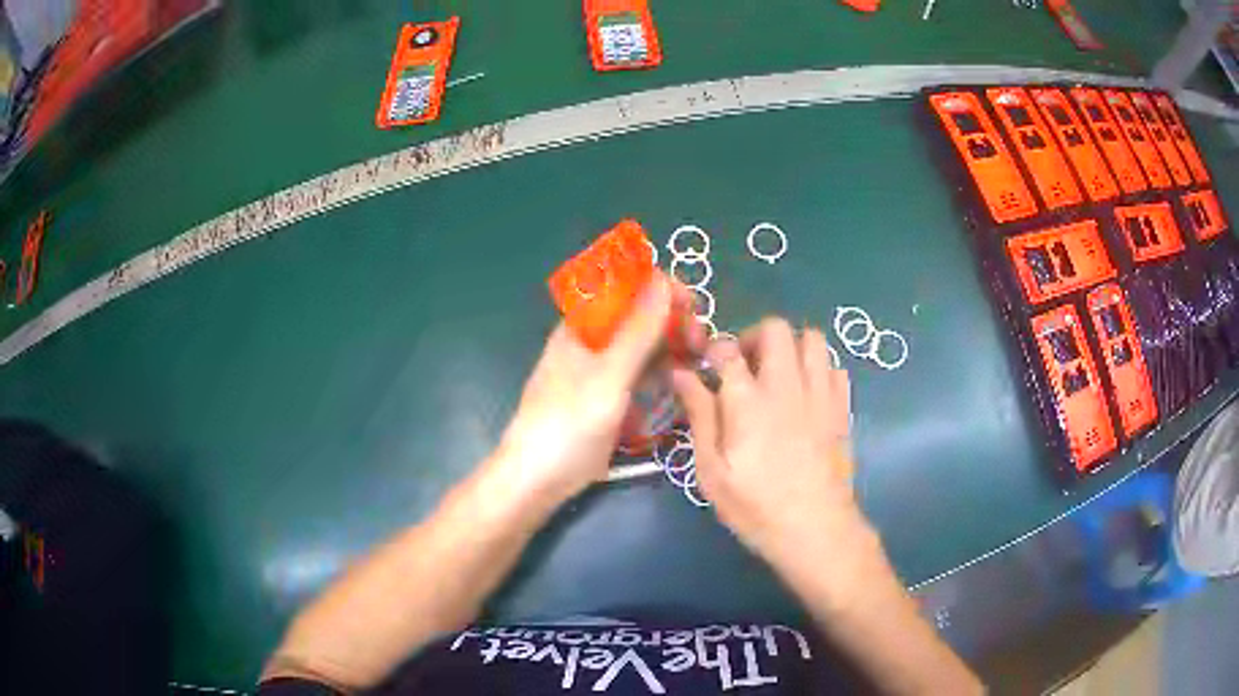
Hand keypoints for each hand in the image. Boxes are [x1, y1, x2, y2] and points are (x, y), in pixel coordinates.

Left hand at [496, 273, 697, 506]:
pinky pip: (639, 375)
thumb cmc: (567, 426)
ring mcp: (600, 371)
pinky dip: (659, 375)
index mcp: (584, 325)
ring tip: (695, 365)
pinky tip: (677, 385)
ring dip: (669, 349)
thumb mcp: (609, 377)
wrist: (535, 481)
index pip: (628, 288)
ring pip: (642, 346)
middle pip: (639, 316)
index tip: (693, 311)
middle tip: (698, 347)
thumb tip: (663, 279)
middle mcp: (593, 341)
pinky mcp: (607, 398)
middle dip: (672, 322)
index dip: (662, 291)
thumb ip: (639, 331)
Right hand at [672, 318, 879, 596]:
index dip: (713, 351)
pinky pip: (834, 366)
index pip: (727, 348)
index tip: (708, 368)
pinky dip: (818, 369)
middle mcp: (787, 385)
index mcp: (748, 401)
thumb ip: (699, 415)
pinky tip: (806, 395)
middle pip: (775, 328)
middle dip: (754, 338)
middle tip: (744, 368)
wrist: (816, 529)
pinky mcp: (842, 407)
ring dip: (790, 347)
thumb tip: (681, 374)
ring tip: (777, 376)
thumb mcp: (712, 470)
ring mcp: (821, 393)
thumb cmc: (755, 506)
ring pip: (811, 338)